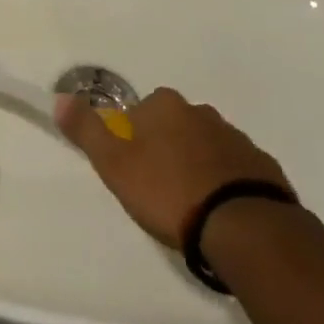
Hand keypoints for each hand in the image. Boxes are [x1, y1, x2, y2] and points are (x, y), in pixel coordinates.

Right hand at [54, 87, 291, 248]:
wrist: (241, 226)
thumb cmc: (168, 191)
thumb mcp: (114, 163)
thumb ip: (87, 130)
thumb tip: (60, 97)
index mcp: (166, 107)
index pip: (141, 110)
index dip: (133, 136)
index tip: (131, 168)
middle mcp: (202, 113)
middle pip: (175, 125)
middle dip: (166, 148)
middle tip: (158, 188)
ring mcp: (236, 138)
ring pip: (206, 146)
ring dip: (196, 165)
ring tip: (190, 205)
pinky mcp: (262, 167)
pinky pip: (234, 169)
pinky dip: (225, 183)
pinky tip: (219, 212)